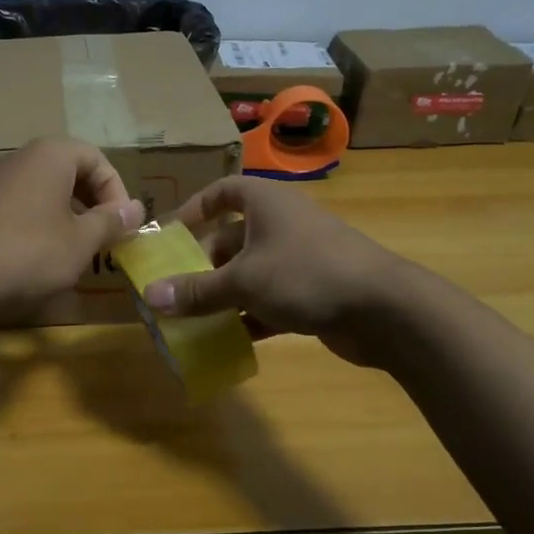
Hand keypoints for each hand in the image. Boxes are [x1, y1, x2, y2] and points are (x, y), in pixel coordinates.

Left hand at [0, 139, 143, 314]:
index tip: (122, 225)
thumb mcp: (81, 241)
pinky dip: (42, 221)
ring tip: (78, 248)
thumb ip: (111, 221)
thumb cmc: (30, 252)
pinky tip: (43, 254)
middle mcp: (22, 157)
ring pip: (46, 188)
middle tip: (104, 235)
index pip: (97, 159)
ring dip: (69, 214)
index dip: (116, 191)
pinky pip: (23, 203)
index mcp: (52, 155)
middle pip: (71, 170)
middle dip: (94, 202)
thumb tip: (136, 209)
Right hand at [144, 176, 406, 366]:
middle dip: (202, 265)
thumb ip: (196, 291)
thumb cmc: (305, 274)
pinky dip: (249, 317)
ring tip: (190, 319)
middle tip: (173, 290)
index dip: (194, 209)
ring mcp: (299, 259)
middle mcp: (281, 225)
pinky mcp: (312, 291)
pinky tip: (227, 340)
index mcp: (265, 204)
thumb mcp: (243, 281)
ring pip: (249, 273)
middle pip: (231, 239)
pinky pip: (269, 300)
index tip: (169, 235)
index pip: (222, 192)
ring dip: (222, 295)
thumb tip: (150, 296)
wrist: (384, 309)